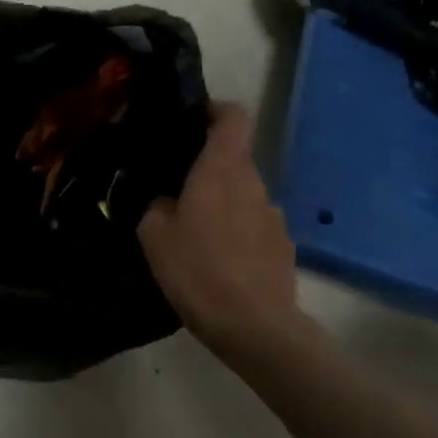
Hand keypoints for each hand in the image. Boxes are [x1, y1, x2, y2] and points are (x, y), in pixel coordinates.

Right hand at [138, 103, 297, 346]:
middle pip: (233, 160)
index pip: (233, 116)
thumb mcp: (154, 236)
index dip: (214, 111)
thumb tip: (165, 200)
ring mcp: (274, 216)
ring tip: (194, 238)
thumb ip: (156, 206)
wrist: (253, 326)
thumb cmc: (198, 271)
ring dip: (221, 206)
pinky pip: (253, 227)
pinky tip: (218, 265)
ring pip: (242, 197)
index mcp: (223, 170)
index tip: (192, 123)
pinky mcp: (283, 247)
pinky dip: (236, 235)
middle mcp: (255, 184)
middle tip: (174, 196)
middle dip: (206, 172)